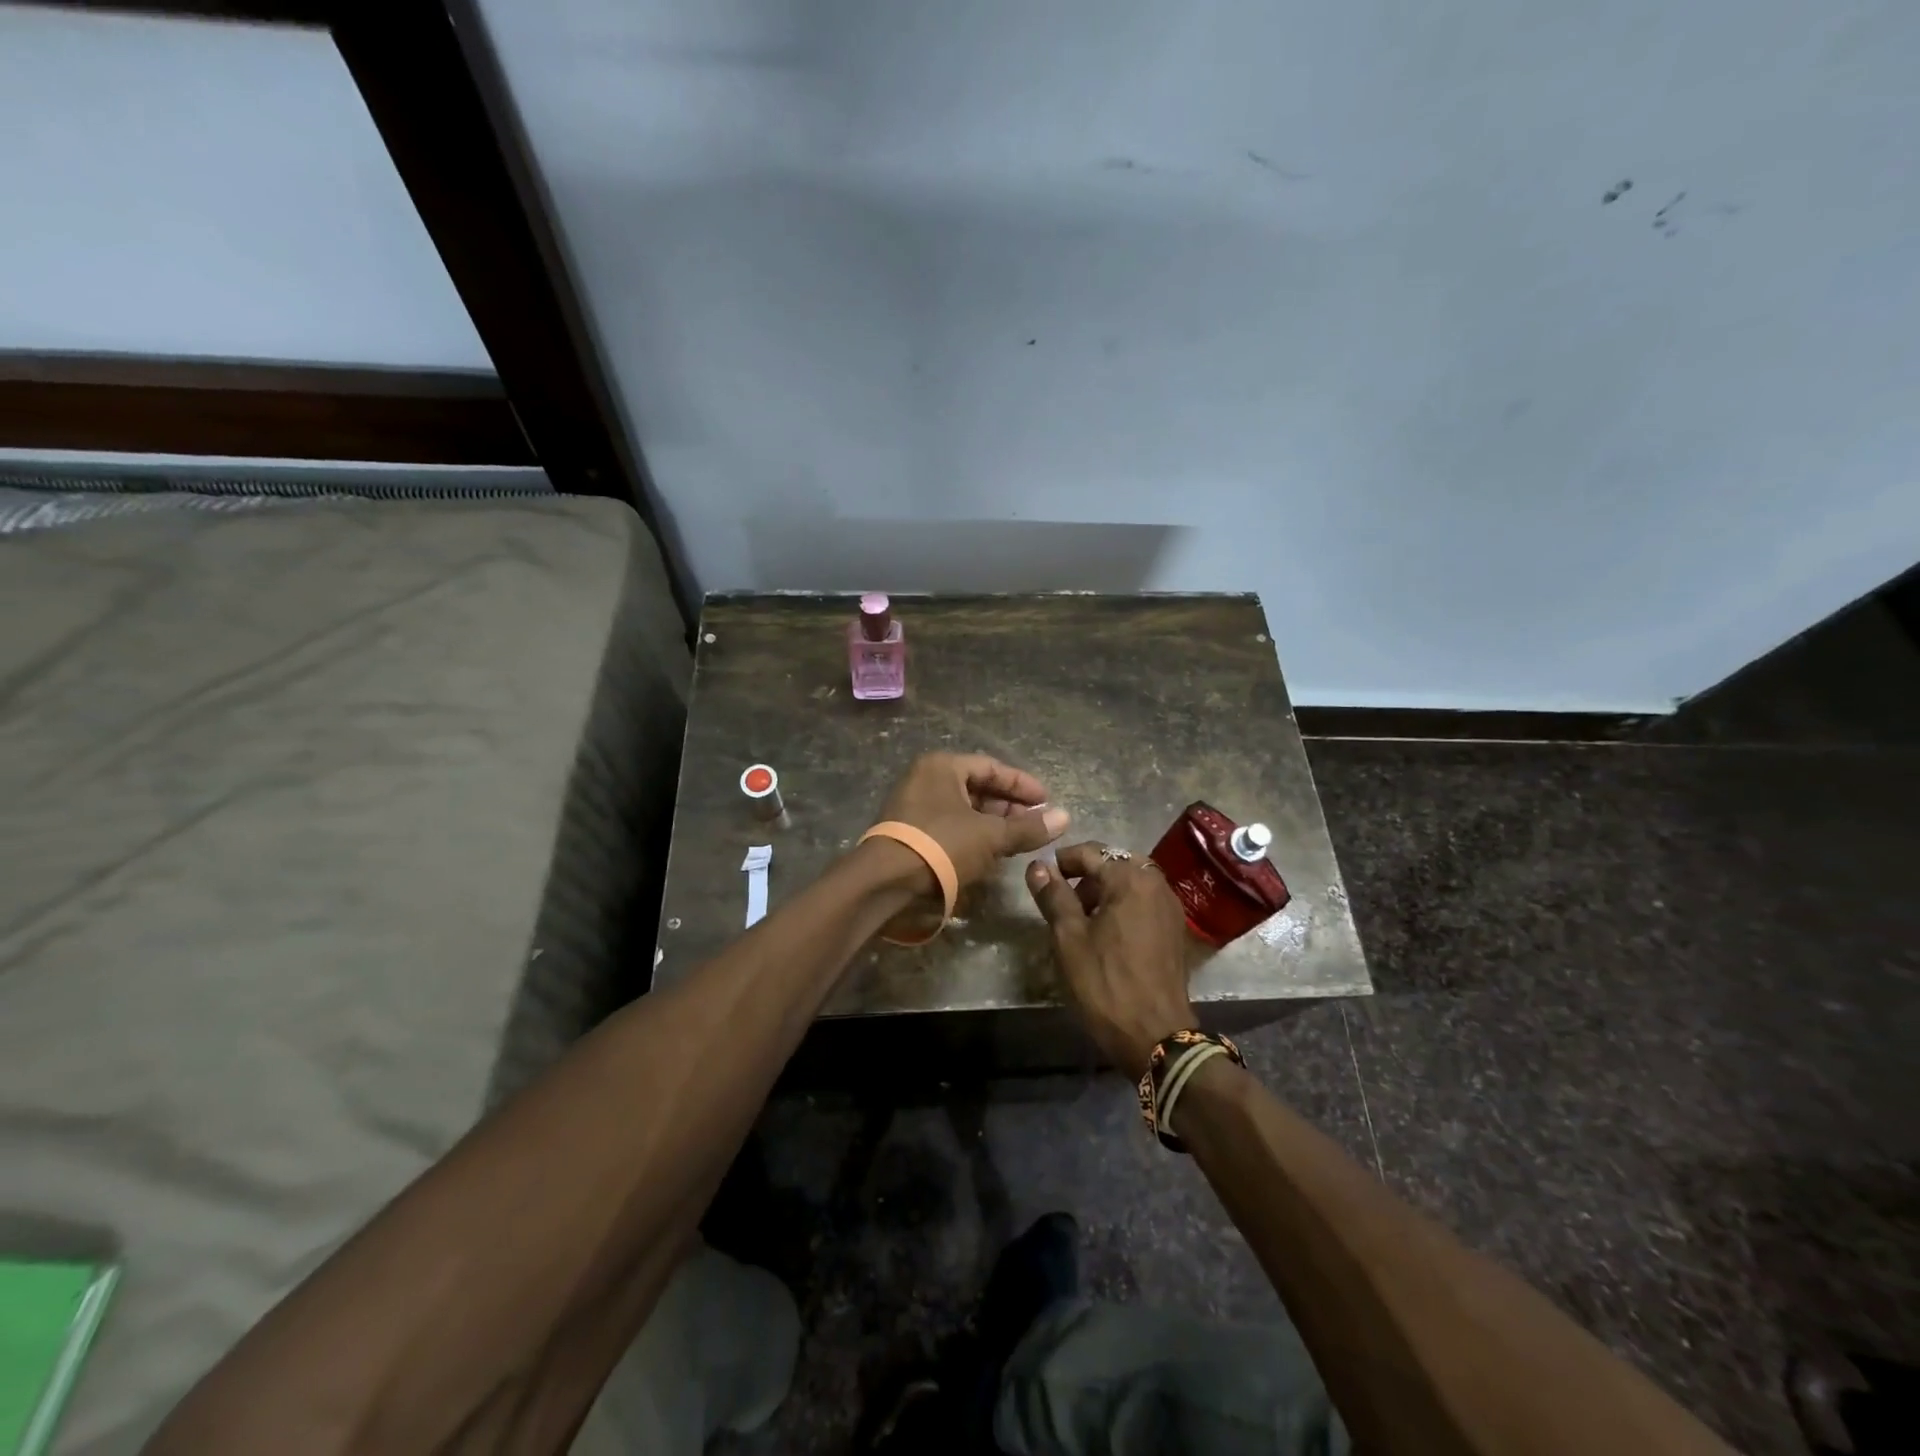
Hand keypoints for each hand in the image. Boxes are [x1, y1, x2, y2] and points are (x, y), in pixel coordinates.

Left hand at [874, 753, 1070, 892]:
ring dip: (992, 823)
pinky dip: (972, 835)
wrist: (886, 882)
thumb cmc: (942, 845)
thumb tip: (1065, 818)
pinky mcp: (909, 832)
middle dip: (1008, 806)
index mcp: (942, 766)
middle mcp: (925, 779)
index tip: (1047, 801)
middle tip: (1035, 823)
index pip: (991, 767)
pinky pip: (948, 825)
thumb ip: (1028, 828)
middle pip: (976, 787)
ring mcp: (913, 805)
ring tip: (1018, 840)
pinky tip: (990, 853)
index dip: (1022, 784)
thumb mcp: (991, 836)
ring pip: (963, 809)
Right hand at [1026, 841, 1195, 1075]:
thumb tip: (1037, 866)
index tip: (1043, 878)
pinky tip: (1108, 934)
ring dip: (1105, 891)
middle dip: (1086, 876)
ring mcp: (1170, 906)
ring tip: (1082, 919)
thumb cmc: (1106, 983)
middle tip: (1063, 901)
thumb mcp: (1069, 938)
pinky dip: (1124, 906)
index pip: (1089, 852)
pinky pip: (1144, 902)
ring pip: (1130, 882)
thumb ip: (1054, 896)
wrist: (1156, 1035)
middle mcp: (1156, 883)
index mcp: (1130, 878)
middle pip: (1114, 863)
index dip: (1062, 861)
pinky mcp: (1175, 929)